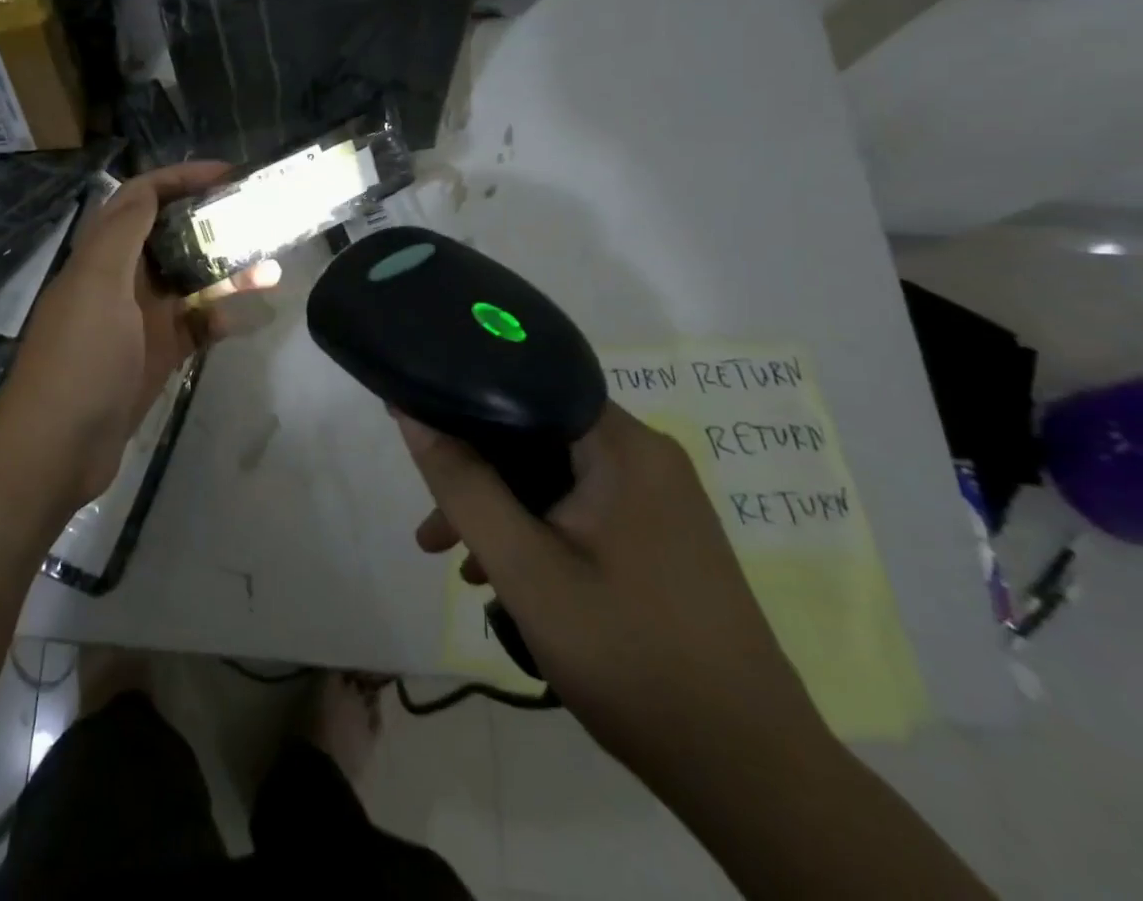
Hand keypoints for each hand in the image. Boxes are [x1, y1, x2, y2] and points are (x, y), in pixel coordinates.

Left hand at [0, 162, 276, 514]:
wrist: (56, 449)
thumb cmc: (79, 359)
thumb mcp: (97, 286)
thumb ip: (123, 235)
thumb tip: (149, 190)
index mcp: (102, 255)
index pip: (141, 198)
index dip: (181, 178)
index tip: (229, 174)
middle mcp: (119, 279)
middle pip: (170, 236)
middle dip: (212, 223)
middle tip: (259, 217)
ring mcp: (138, 320)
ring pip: (188, 281)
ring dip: (226, 272)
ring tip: (270, 265)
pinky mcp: (154, 355)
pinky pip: (193, 325)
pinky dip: (217, 317)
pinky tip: (244, 318)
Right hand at [400, 403, 827, 791]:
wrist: (752, 776)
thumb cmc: (631, 656)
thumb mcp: (526, 569)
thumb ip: (463, 485)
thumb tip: (411, 413)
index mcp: (624, 448)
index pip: (527, 386)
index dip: (465, 400)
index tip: (418, 429)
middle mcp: (645, 459)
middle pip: (534, 436)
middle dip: (475, 473)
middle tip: (431, 522)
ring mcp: (655, 501)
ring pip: (551, 478)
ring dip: (498, 509)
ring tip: (451, 559)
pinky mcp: (656, 538)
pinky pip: (576, 511)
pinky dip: (533, 532)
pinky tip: (500, 579)